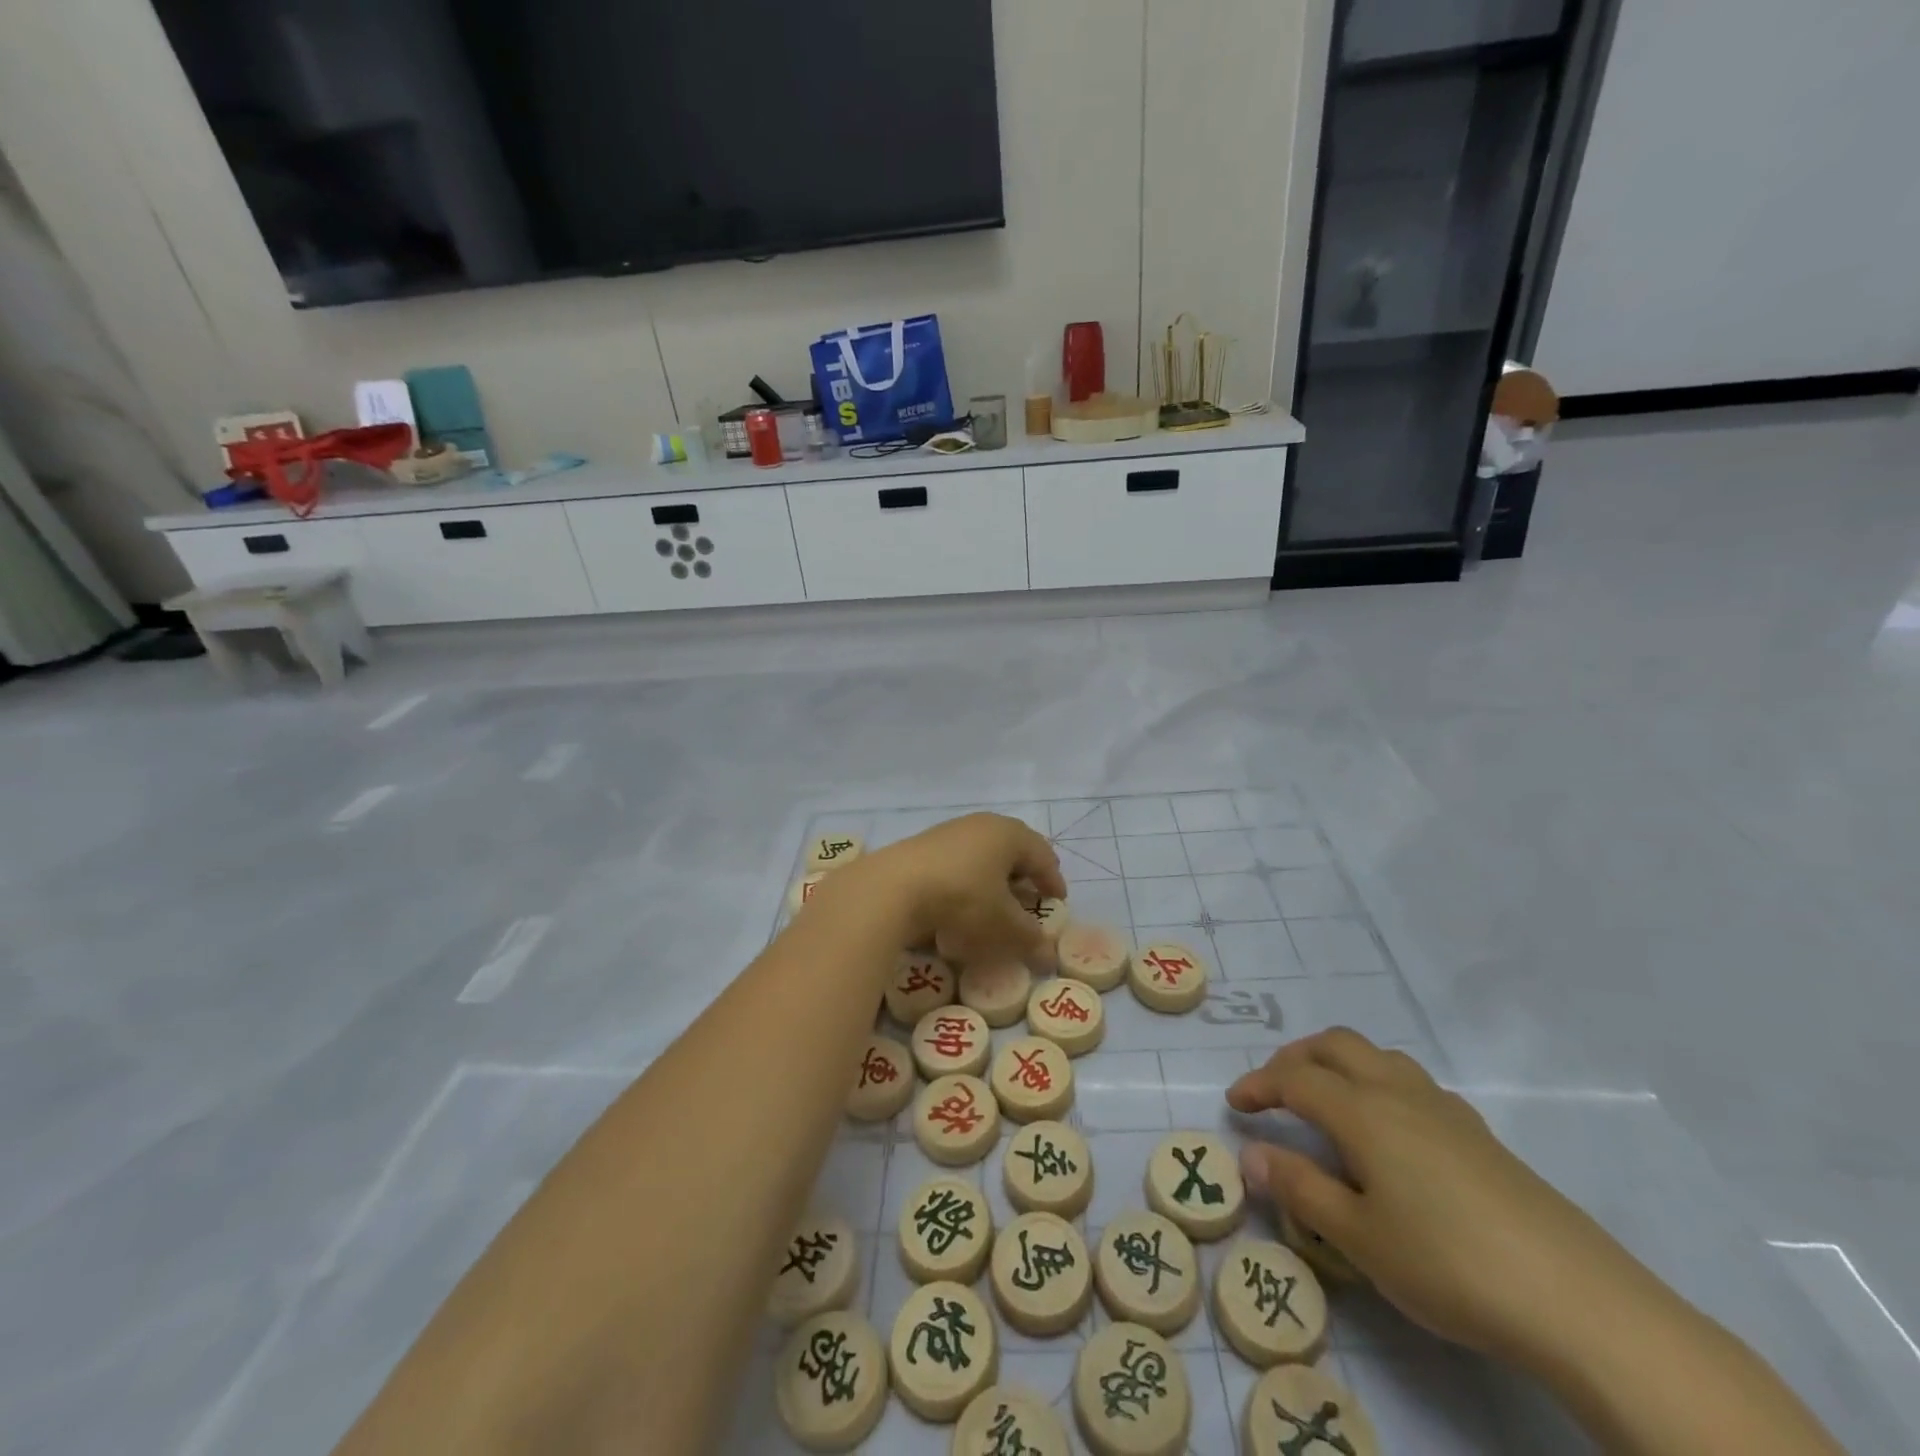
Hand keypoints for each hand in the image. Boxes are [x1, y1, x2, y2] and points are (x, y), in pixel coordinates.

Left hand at [829, 814, 1065, 965]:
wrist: (893, 887)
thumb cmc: (962, 899)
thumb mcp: (1003, 925)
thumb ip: (1030, 939)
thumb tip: (1047, 955)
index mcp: (1010, 835)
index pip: (1043, 855)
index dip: (1053, 880)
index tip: (1058, 901)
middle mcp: (982, 825)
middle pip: (1013, 849)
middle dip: (1024, 875)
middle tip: (1031, 898)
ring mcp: (950, 832)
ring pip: (984, 853)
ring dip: (994, 878)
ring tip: (996, 904)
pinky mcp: (923, 845)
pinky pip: (959, 861)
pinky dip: (969, 880)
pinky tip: (961, 904)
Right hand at [1228, 1028, 1646, 1368]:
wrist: (1577, 1300)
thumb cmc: (1448, 1264)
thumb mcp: (1358, 1238)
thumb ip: (1299, 1189)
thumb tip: (1250, 1154)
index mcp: (1362, 1112)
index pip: (1294, 1079)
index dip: (1259, 1085)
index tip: (1235, 1104)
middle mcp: (1398, 1093)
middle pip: (1336, 1045)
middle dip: (1295, 1057)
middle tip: (1274, 1089)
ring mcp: (1444, 1109)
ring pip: (1377, 1056)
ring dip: (1338, 1063)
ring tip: (1326, 1098)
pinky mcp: (1479, 1134)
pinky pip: (1412, 1082)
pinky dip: (1379, 1083)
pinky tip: (1390, 1131)